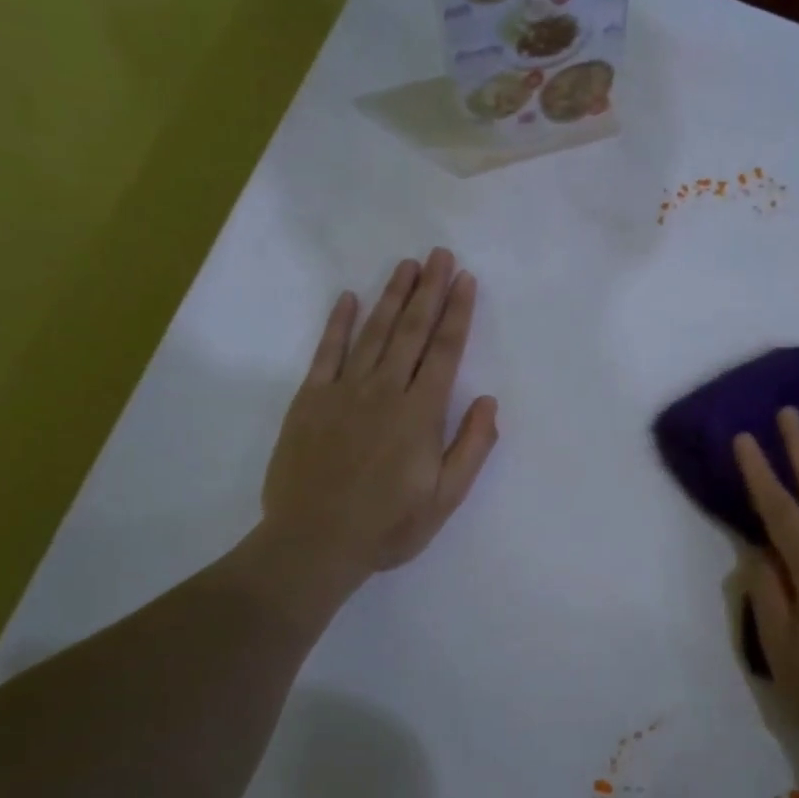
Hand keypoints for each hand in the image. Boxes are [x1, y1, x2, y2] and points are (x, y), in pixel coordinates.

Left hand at [258, 249, 497, 599]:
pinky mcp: (310, 400)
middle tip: (439, 255)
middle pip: (411, 331)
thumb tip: (489, 403)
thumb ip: (471, 448)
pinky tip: (350, 299)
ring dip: (392, 296)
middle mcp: (384, 391)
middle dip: (429, 290)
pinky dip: (338, 324)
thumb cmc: (388, 526)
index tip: (465, 280)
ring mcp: (343, 392)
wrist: (314, 542)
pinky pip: (326, 353)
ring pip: (374, 333)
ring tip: (407, 265)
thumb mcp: (445, 498)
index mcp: (420, 414)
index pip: (444, 352)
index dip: (457, 314)